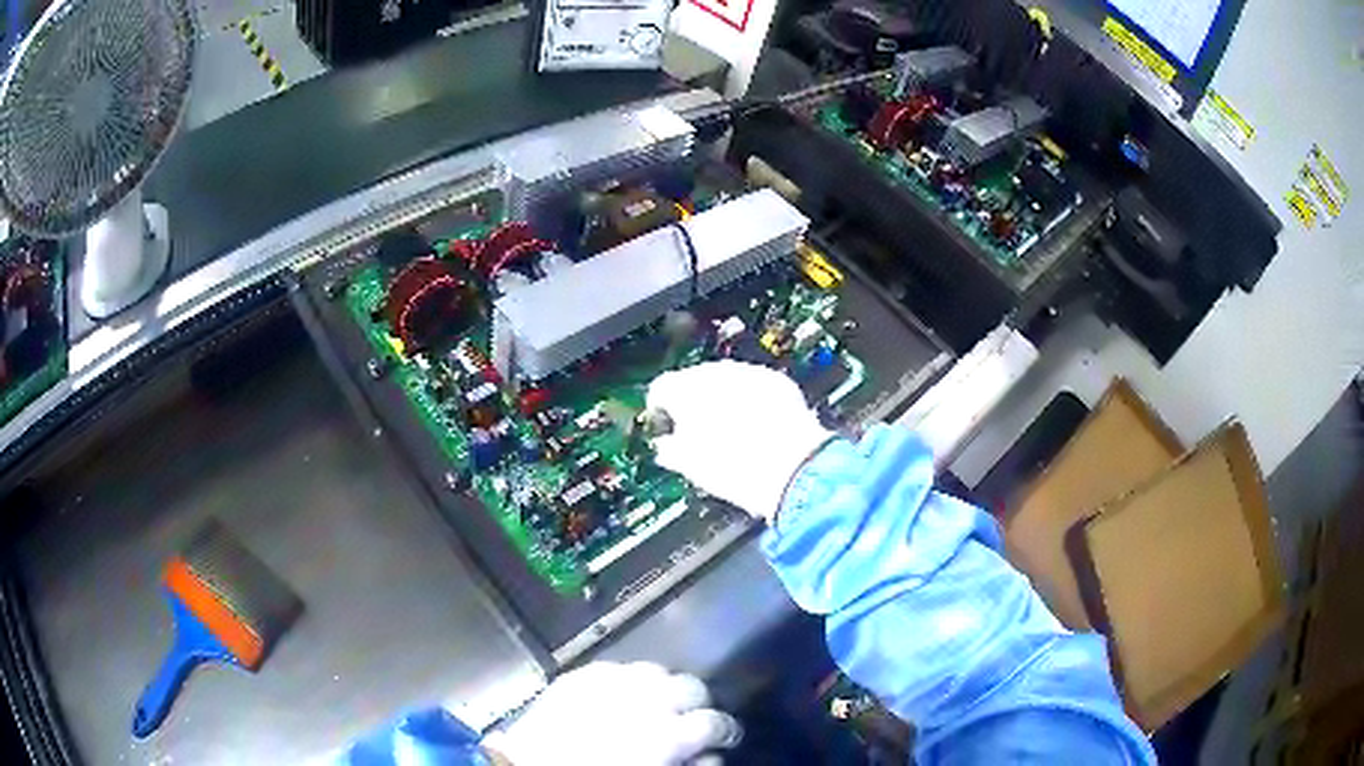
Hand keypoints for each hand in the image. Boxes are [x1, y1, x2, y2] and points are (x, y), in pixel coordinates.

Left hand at [482, 662, 741, 765]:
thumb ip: (691, 764)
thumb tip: (709, 754)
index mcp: (668, 733)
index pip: (716, 722)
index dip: (725, 731)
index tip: (723, 738)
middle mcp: (646, 699)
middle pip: (692, 687)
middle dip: (697, 704)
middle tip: (689, 721)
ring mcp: (611, 680)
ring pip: (657, 671)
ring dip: (663, 689)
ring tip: (654, 705)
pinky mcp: (581, 674)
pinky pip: (617, 668)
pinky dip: (627, 682)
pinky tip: (620, 697)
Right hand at [647, 360, 832, 518]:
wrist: (791, 469)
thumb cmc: (735, 469)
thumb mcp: (690, 466)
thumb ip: (670, 449)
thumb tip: (666, 446)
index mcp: (684, 391)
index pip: (660, 388)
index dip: (661, 409)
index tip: (665, 426)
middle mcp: (714, 373)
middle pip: (693, 380)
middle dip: (695, 402)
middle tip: (699, 432)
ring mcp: (748, 374)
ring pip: (726, 380)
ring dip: (724, 398)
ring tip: (731, 430)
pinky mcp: (777, 381)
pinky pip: (756, 385)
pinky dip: (753, 400)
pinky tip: (758, 424)